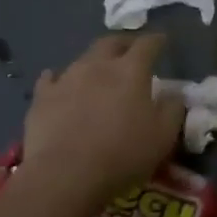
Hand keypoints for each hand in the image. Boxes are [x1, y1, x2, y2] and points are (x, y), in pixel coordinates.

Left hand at [22, 35, 185, 202]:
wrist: (65, 175)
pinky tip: (58, 83)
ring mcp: (66, 79)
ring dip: (94, 62)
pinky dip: (58, 79)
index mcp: (131, 71)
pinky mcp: (42, 98)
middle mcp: (98, 65)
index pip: (147, 44)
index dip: (157, 40)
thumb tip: (174, 94)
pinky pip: (51, 79)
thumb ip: (173, 109)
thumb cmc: (122, 154)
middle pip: (111, 42)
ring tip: (98, 71)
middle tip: (130, 50)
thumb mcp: (163, 136)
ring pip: (82, 59)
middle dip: (124, 42)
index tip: (162, 40)